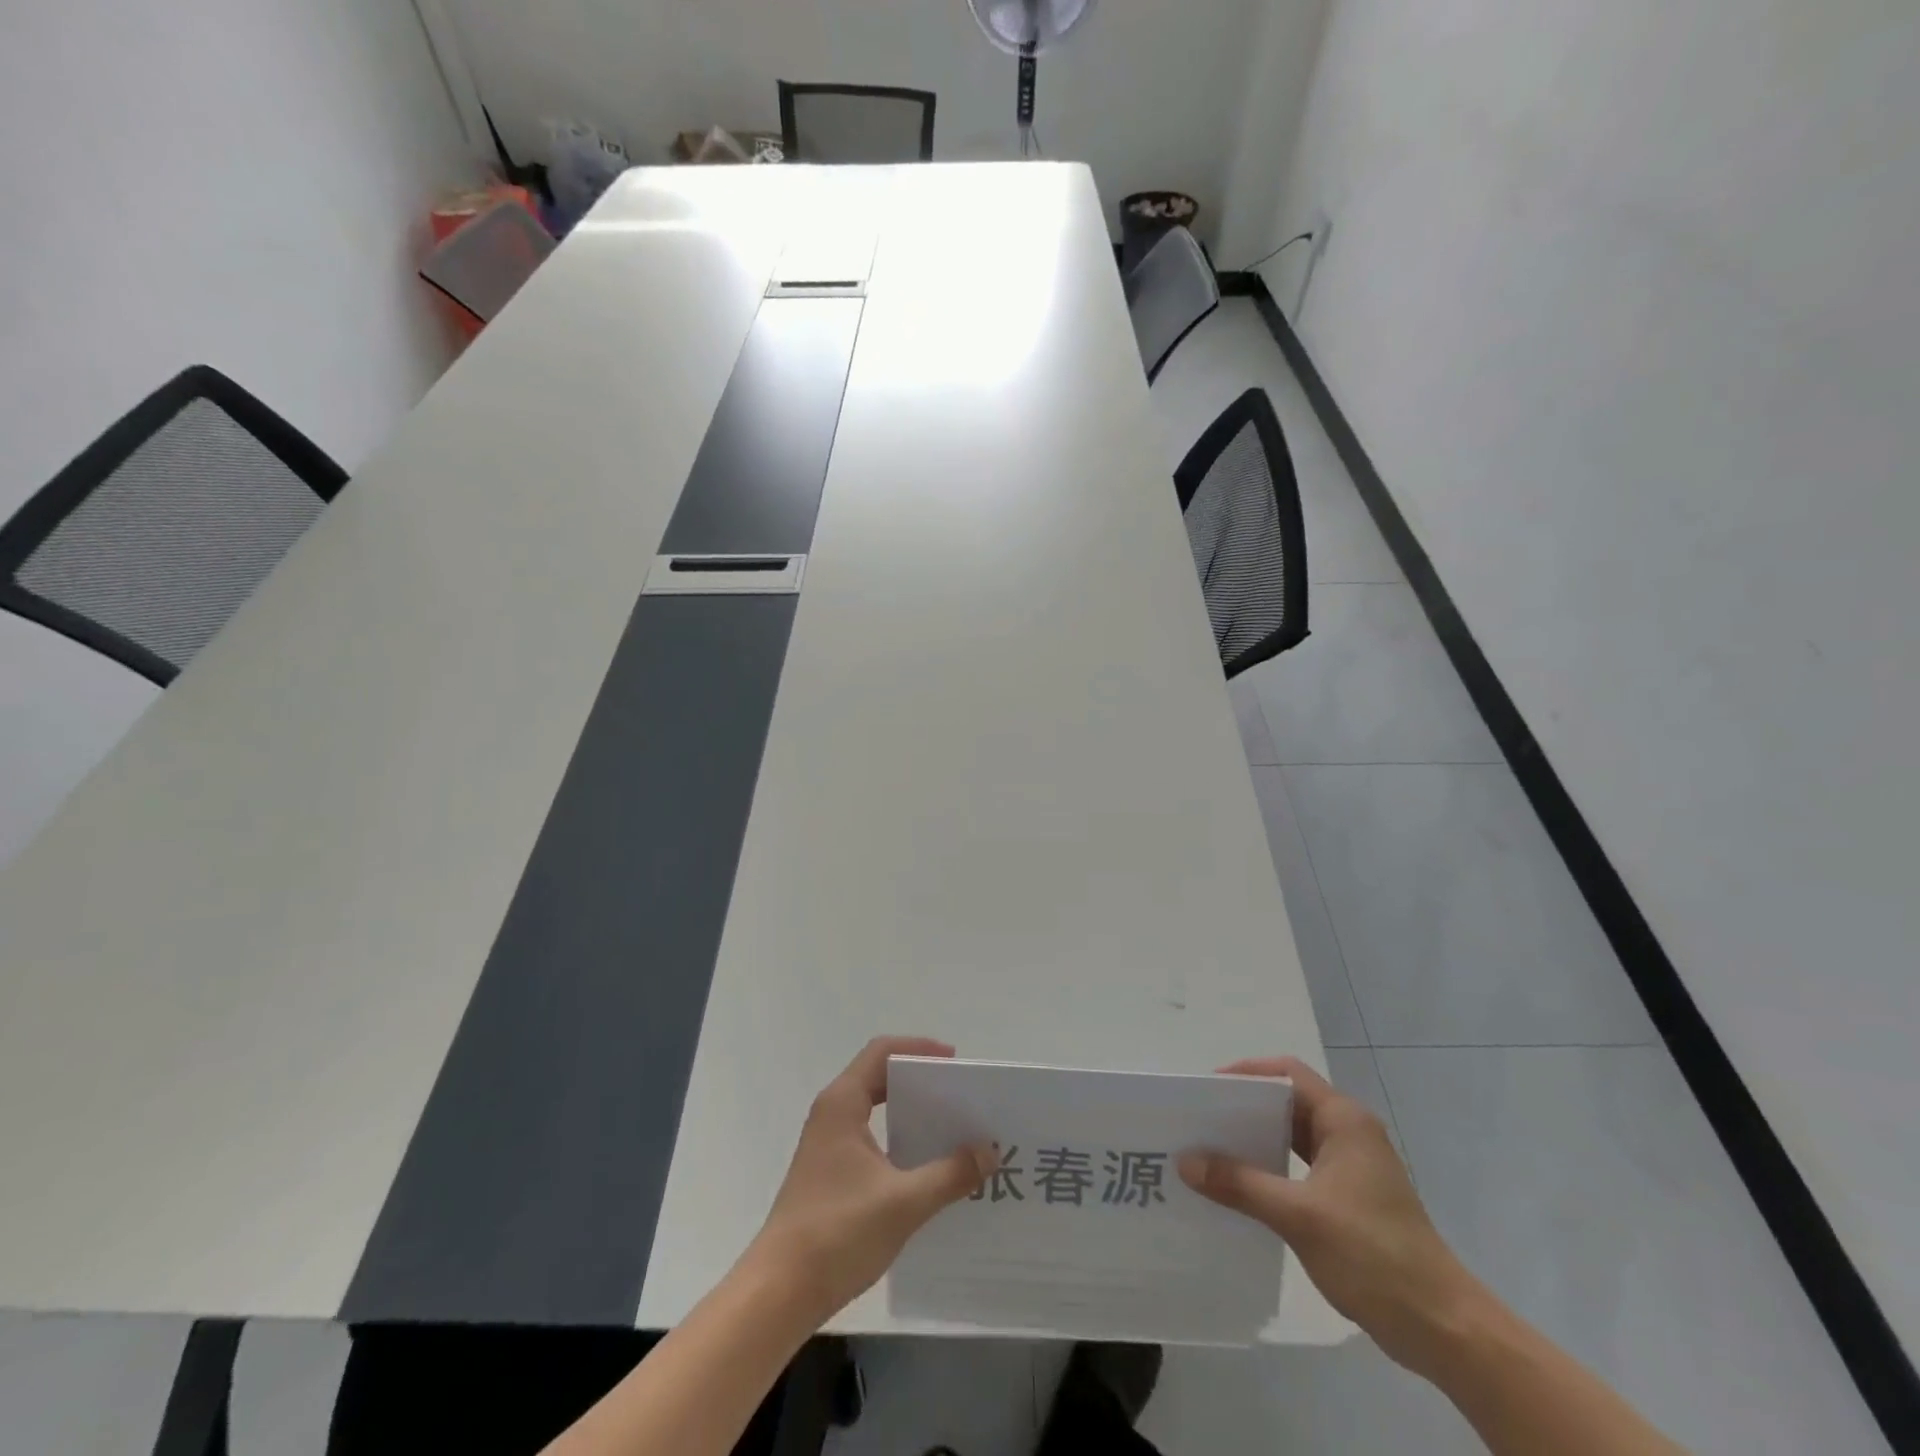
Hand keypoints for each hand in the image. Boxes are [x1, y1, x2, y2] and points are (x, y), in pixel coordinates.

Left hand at [744, 1037, 992, 1326]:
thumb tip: (989, 1150)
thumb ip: (950, 1173)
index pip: (882, 1053)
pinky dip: (899, 1142)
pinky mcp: (829, 1175)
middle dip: (920, 1082)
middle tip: (960, 1097)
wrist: (778, 1293)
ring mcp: (827, 1146)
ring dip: (911, 1115)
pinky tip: (926, 1170)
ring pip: (875, 1111)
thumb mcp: (904, 1202)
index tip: (954, 1061)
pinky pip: (871, 1139)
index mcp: (843, 1104)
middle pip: (879, 1078)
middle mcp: (832, 1115)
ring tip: (952, 1130)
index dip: (918, 1048)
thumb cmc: (837, 1232)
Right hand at [1179, 1057, 1481, 1375]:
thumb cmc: (1373, 1254)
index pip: (1287, 1074)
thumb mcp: (1298, 1216)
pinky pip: (1299, 1165)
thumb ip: (1240, 1184)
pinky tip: (1241, 1186)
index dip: (1246, 1073)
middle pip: (1287, 1101)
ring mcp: (1351, 1165)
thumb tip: (1186, 1161)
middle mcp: (1348, 1132)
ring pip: (1292, 1135)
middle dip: (1243, 1107)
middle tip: (1200, 1119)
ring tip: (1211, 1149)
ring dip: (1255, 1139)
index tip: (1206, 1089)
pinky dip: (1270, 1167)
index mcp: (1343, 1120)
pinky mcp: (1349, 1196)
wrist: (1443, 1328)